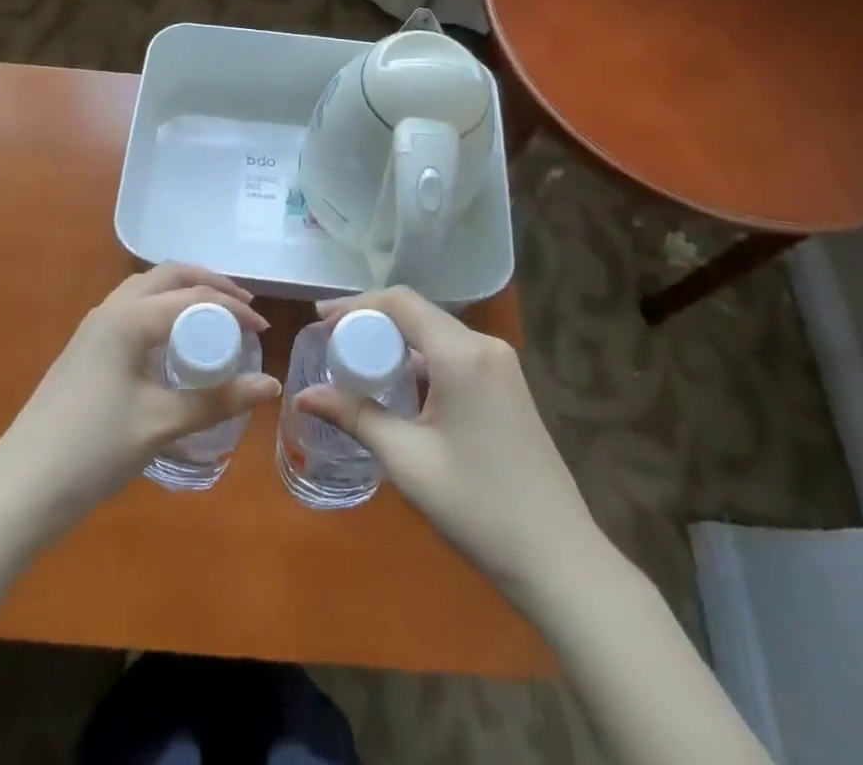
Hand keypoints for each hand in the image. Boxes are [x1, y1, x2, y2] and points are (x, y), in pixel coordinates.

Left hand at [0, 263, 281, 537]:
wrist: (20, 488)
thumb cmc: (93, 450)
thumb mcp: (161, 424)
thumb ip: (217, 401)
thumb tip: (272, 386)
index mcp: (127, 318)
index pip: (191, 296)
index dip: (232, 308)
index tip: (264, 330)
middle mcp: (109, 310)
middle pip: (166, 276)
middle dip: (207, 284)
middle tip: (241, 307)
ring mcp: (93, 329)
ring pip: (146, 290)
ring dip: (183, 294)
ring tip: (214, 318)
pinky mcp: (86, 350)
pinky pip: (133, 311)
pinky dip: (163, 312)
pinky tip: (175, 344)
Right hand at [296, 287, 597, 610]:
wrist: (559, 559)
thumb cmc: (477, 507)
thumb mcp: (407, 460)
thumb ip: (354, 416)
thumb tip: (302, 396)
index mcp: (462, 353)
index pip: (400, 302)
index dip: (356, 305)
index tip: (319, 320)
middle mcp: (485, 345)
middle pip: (417, 314)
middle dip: (371, 323)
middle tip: (331, 344)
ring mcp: (500, 364)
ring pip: (434, 334)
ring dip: (395, 343)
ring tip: (356, 364)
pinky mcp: (506, 384)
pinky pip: (452, 354)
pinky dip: (419, 361)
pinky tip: (398, 387)